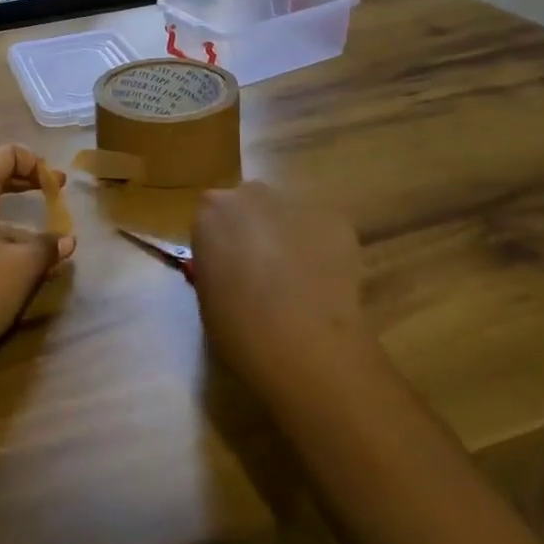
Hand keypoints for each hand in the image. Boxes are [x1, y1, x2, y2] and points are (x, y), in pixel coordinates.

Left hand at [0, 146, 76, 371]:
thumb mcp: (23, 268)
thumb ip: (48, 246)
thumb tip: (68, 241)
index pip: (4, 154)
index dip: (35, 162)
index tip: (57, 185)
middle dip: (23, 179)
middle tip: (53, 191)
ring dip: (8, 204)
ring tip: (38, 227)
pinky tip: (11, 252)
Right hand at [190, 182, 373, 403]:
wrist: (304, 348)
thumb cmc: (239, 329)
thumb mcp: (207, 295)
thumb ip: (216, 264)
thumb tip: (231, 265)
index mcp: (211, 210)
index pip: (211, 214)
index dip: (221, 240)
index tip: (228, 267)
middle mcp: (252, 195)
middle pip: (250, 204)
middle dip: (255, 228)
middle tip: (263, 270)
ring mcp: (296, 204)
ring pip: (288, 215)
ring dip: (289, 236)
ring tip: (300, 280)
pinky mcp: (336, 222)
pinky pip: (322, 231)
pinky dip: (323, 251)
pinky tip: (327, 285)